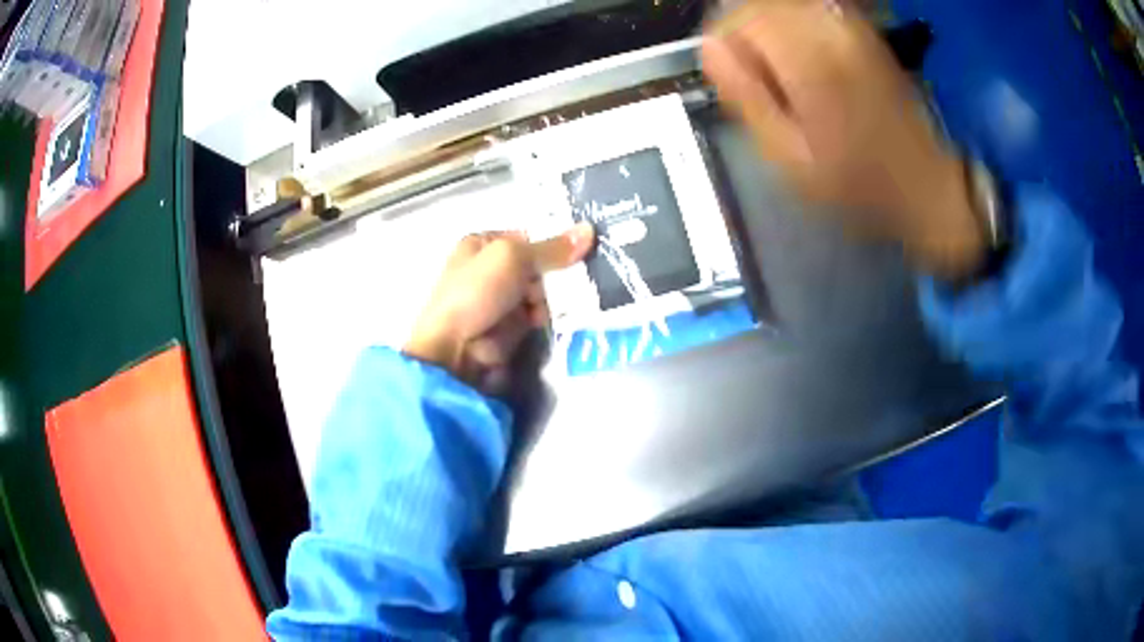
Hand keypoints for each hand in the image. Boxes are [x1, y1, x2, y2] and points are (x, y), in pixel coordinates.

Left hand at [404, 224, 594, 392]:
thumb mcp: (513, 258)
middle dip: (557, 274)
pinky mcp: (511, 328)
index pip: (527, 237)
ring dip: (557, 298)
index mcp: (482, 245)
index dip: (553, 242)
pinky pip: (538, 317)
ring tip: (576, 301)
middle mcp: (490, 270)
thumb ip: (551, 248)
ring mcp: (500, 301)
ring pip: (541, 292)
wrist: (456, 352)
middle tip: (582, 279)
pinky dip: (551, 318)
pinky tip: (566, 318)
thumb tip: (589, 229)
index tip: (583, 249)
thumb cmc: (476, 293)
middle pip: (537, 266)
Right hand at [703, 0, 985, 279]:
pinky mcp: (863, 30)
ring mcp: (851, 26)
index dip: (725, 41)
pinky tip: (804, 60)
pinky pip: (812, 9)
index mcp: (810, 60)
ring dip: (770, 29)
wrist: (925, 185)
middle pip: (761, 4)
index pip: (741, 16)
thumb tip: (711, 49)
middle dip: (746, 33)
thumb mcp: (788, 156)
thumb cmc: (856, 183)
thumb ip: (746, 96)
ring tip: (783, 72)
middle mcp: (830, 29)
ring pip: (784, 3)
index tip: (733, 76)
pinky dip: (795, 26)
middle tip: (758, 78)